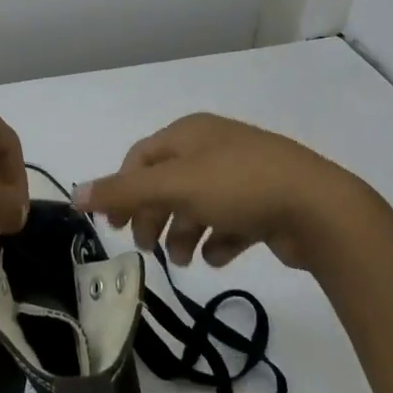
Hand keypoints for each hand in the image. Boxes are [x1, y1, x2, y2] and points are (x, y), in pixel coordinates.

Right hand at [77, 113, 377, 269]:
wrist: (318, 208)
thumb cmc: (237, 186)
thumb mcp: (173, 186)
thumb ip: (123, 191)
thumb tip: (74, 194)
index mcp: (189, 133)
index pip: (141, 158)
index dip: (123, 190)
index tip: (114, 226)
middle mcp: (213, 148)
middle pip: (168, 183)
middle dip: (153, 215)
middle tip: (148, 247)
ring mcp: (241, 175)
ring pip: (197, 205)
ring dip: (183, 232)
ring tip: (185, 258)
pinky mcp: (264, 204)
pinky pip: (229, 222)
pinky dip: (218, 239)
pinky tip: (218, 256)